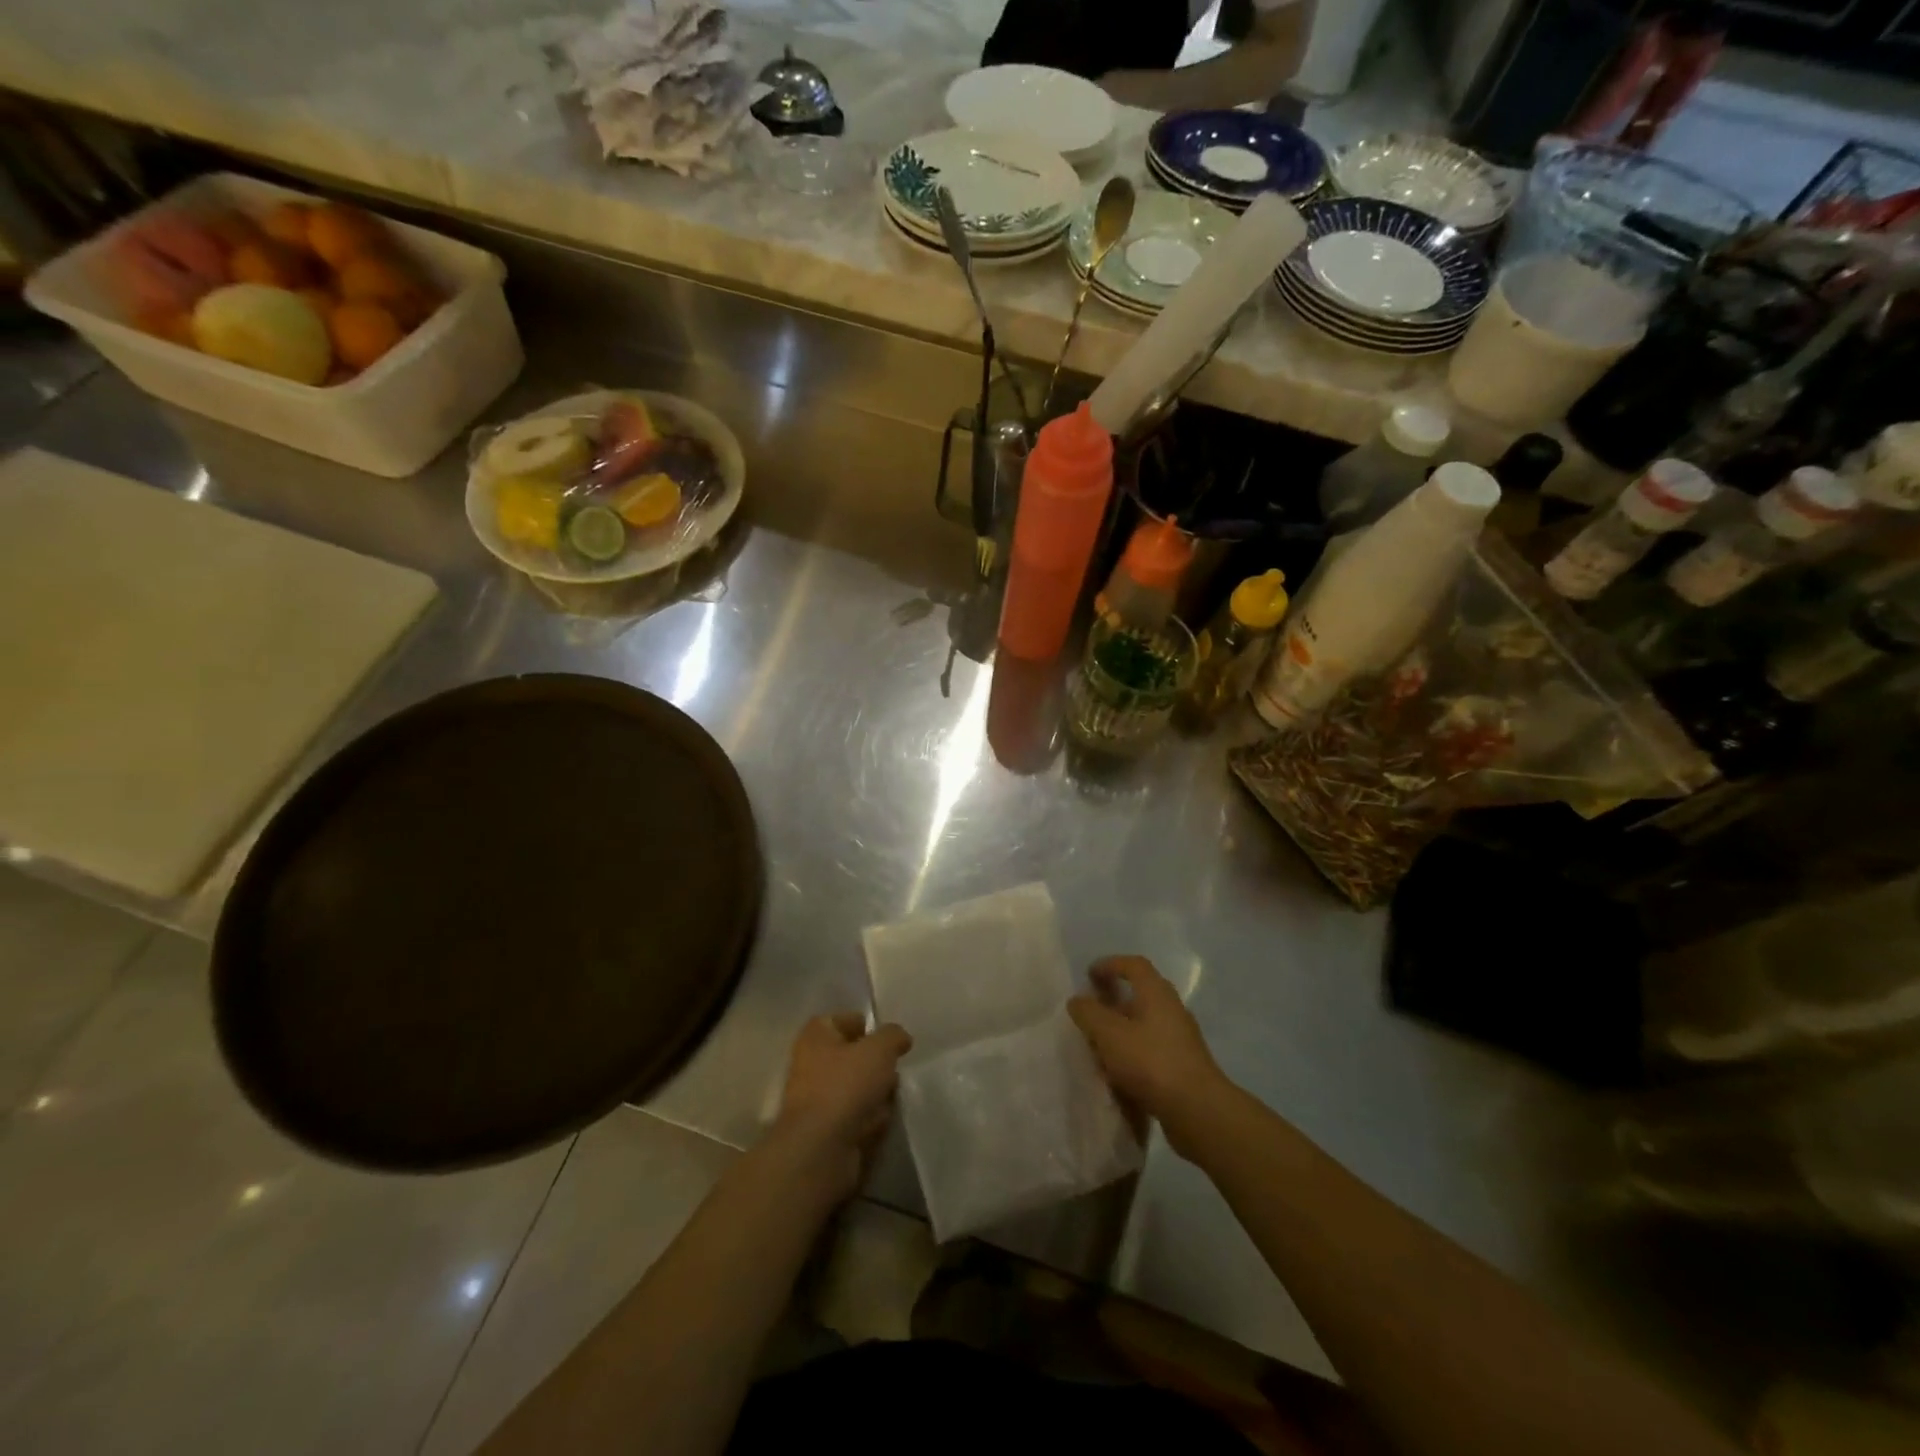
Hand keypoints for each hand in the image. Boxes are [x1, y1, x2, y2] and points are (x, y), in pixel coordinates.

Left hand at [768, 1013, 911, 1204]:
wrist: (820, 1149)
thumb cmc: (846, 1085)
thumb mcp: (879, 1049)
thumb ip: (893, 1036)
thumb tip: (900, 1037)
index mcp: (817, 1035)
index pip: (845, 1020)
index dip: (869, 1027)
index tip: (891, 1040)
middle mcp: (812, 1062)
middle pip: (853, 1056)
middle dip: (876, 1063)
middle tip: (895, 1069)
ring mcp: (817, 1098)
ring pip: (856, 1087)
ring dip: (876, 1092)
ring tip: (892, 1096)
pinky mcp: (826, 1129)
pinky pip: (855, 1115)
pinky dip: (869, 1117)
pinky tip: (881, 1121)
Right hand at [1068, 956, 1229, 1156]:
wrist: (1197, 1111)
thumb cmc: (1150, 1062)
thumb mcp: (1109, 1034)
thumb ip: (1089, 1013)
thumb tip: (1077, 1001)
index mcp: (1157, 993)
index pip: (1134, 965)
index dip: (1110, 965)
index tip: (1088, 976)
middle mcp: (1172, 1010)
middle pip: (1140, 995)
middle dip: (1112, 1001)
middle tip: (1090, 1014)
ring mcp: (1180, 1040)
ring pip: (1144, 1025)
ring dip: (1121, 1031)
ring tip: (1098, 1048)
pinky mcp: (1182, 1066)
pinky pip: (1151, 1051)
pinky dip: (1131, 1055)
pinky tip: (1116, 1075)